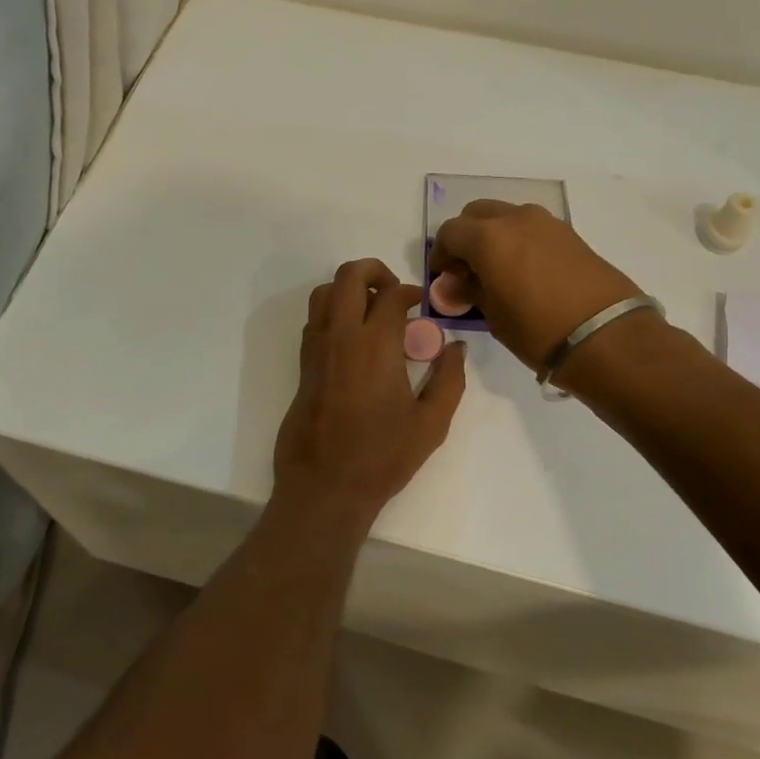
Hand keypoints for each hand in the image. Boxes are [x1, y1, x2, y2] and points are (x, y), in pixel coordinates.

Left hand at [273, 259, 466, 522]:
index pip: (392, 295)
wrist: (325, 486)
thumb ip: (450, 380)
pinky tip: (353, 340)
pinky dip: (333, 313)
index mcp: (376, 345)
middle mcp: (342, 336)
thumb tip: (456, 348)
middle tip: (395, 293)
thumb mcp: (431, 423)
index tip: (422, 306)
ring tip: (372, 311)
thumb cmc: (382, 457)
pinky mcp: (303, 366)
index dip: (411, 292)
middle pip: (349, 276)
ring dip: (349, 290)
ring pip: (324, 293)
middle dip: (375, 271)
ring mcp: (317, 349)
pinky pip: (315, 321)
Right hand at [428, 201, 646, 371]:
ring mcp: (547, 223)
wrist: (606, 336)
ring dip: (494, 236)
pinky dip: (519, 241)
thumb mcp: (493, 315)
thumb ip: (470, 291)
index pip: (450, 232)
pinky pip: (532, 228)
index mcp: (489, 237)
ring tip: (497, 271)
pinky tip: (524, 272)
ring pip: (507, 217)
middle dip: (466, 237)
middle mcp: (516, 219)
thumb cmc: (537, 330)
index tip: (444, 277)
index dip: (441, 254)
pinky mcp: (570, 234)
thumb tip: (455, 284)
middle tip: (467, 269)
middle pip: (477, 214)